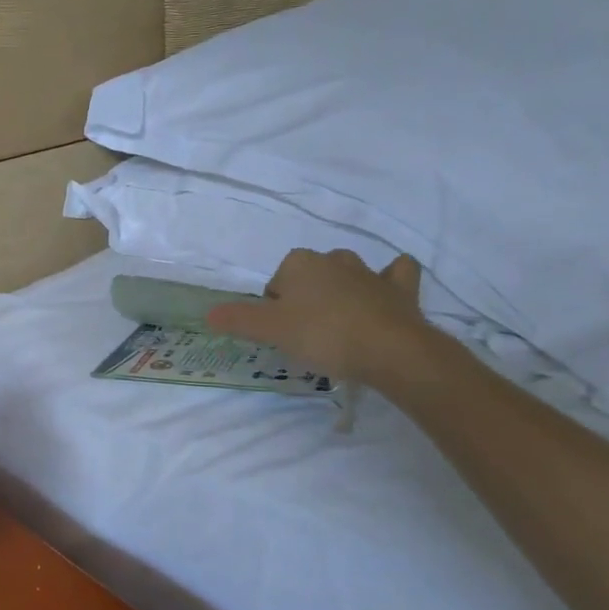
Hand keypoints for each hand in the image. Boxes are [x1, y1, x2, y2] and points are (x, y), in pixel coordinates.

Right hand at [206, 248, 441, 392]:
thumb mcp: (270, 330)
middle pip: (309, 277)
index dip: (274, 309)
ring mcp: (370, 272)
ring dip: (342, 289)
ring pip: (348, 273)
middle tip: (306, 333)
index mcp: (299, 263)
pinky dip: (389, 280)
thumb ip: (238, 319)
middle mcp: (333, 259)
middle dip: (305, 298)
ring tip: (339, 323)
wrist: (389, 349)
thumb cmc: (322, 335)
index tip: (281, 334)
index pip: (275, 284)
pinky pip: (395, 274)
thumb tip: (208, 313)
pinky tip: (385, 293)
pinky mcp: (400, 289)